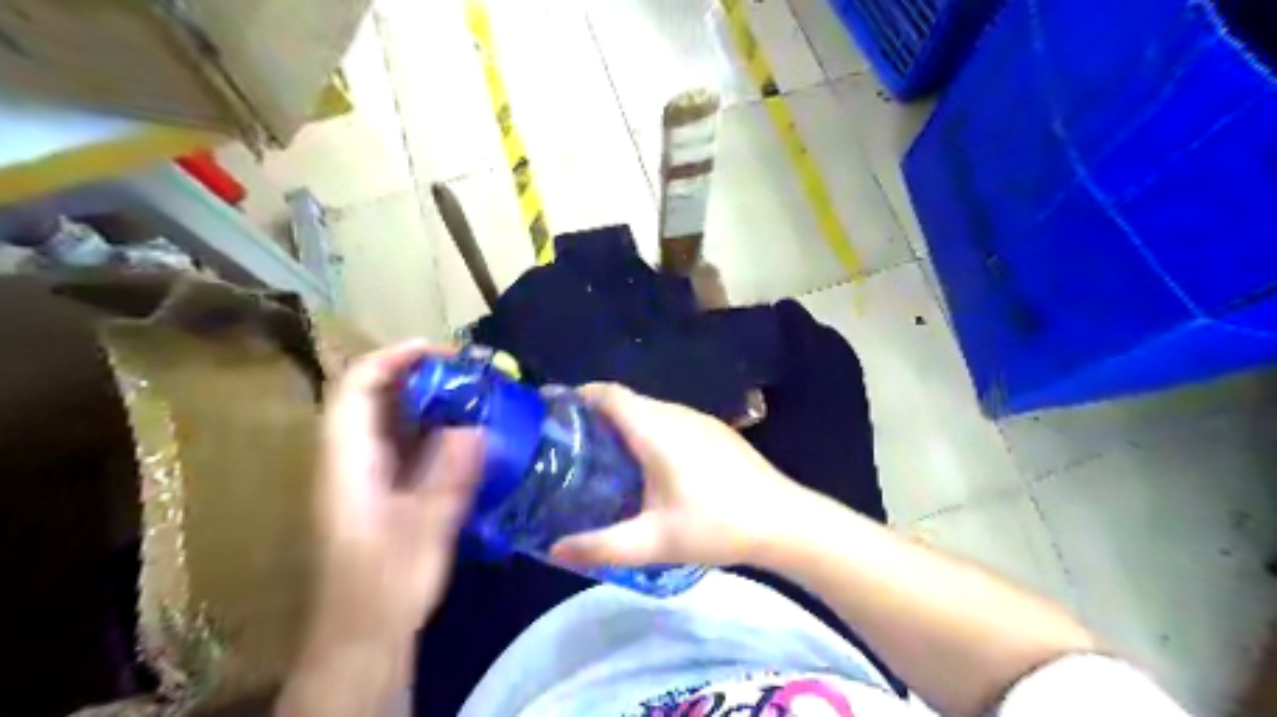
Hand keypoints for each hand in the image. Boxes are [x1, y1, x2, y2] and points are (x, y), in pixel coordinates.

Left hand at [310, 343, 483, 650]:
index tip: (443, 352)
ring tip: (476, 394)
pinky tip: (469, 433)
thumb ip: (447, 480)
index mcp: (347, 462)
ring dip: (431, 398)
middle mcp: (350, 458)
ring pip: (392, 416)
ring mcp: (366, 472)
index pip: (357, 387)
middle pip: (374, 394)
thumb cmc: (385, 587)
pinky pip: (408, 441)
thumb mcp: (422, 533)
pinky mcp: (384, 487)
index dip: (394, 358)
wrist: (363, 636)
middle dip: (420, 373)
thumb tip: (474, 428)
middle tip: (471, 373)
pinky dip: (436, 426)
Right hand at [548, 383, 805, 569]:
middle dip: (596, 413)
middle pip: (628, 400)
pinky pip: (671, 420)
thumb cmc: (717, 525)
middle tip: (569, 441)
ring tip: (601, 453)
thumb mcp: (654, 542)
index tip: (554, 408)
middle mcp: (677, 414)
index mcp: (657, 429)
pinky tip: (648, 463)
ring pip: (652, 410)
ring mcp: (701, 420)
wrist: (784, 520)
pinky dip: (648, 430)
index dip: (579, 395)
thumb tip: (554, 550)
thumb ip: (601, 546)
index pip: (610, 394)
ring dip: (624, 422)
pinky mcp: (717, 432)